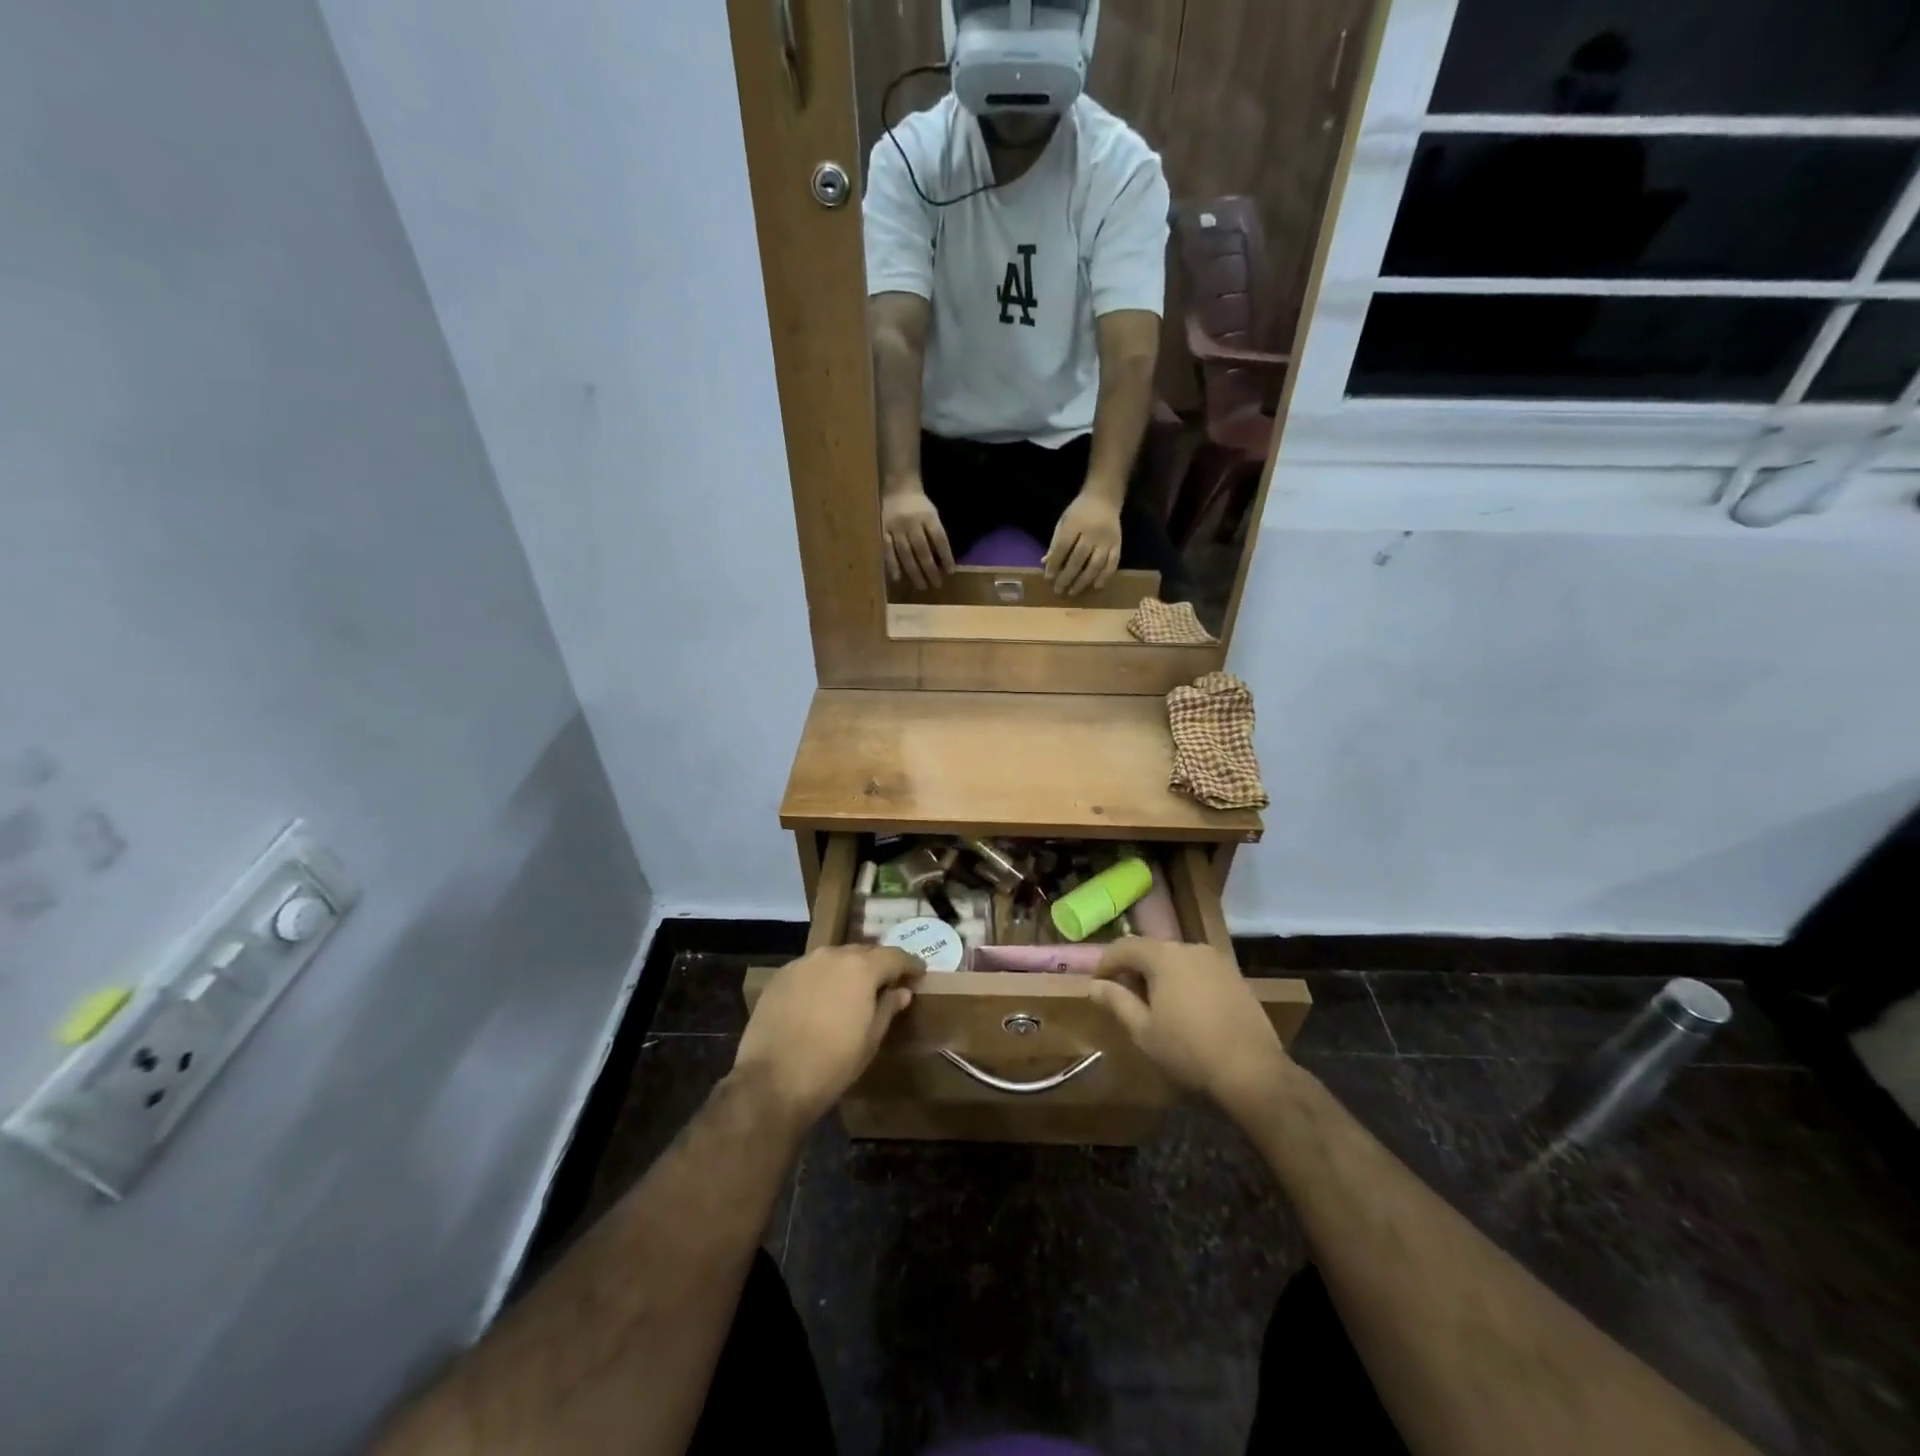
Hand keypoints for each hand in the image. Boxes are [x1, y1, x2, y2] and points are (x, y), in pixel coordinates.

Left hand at [734, 945, 924, 1126]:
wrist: (773, 1080)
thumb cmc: (833, 1063)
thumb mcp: (870, 1039)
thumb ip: (888, 1008)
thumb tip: (902, 991)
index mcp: (861, 968)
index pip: (895, 956)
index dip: (910, 963)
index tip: (919, 972)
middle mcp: (833, 955)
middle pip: (863, 952)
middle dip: (878, 965)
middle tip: (887, 982)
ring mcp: (803, 963)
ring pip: (834, 958)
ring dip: (848, 970)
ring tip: (853, 990)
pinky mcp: (780, 977)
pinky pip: (810, 970)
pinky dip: (822, 978)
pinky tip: (822, 999)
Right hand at [881, 482, 954, 589]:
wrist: (898, 488)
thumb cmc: (919, 506)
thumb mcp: (932, 514)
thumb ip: (936, 535)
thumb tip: (942, 562)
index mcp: (928, 516)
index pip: (939, 538)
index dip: (946, 556)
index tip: (950, 572)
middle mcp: (912, 522)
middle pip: (922, 549)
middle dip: (930, 569)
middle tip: (936, 585)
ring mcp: (896, 527)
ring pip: (905, 552)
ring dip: (914, 571)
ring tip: (921, 586)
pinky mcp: (883, 531)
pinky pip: (887, 550)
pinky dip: (892, 565)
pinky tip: (897, 578)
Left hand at [1044, 491, 1122, 595]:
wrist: (1104, 498)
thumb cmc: (1079, 512)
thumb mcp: (1063, 522)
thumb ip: (1055, 543)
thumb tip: (1046, 564)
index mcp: (1074, 524)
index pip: (1063, 547)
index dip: (1055, 563)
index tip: (1048, 578)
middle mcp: (1092, 533)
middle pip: (1078, 558)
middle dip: (1067, 576)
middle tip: (1059, 590)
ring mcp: (1106, 539)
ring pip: (1096, 564)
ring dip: (1084, 581)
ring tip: (1073, 592)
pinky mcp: (1117, 544)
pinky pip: (1112, 563)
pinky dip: (1105, 576)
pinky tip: (1096, 586)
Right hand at [1089, 940, 1287, 1115]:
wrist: (1253, 1071)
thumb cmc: (1188, 1050)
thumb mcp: (1143, 1030)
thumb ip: (1117, 1001)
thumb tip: (1094, 985)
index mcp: (1163, 956)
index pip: (1124, 946)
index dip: (1106, 962)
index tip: (1098, 984)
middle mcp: (1190, 948)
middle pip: (1152, 950)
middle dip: (1134, 969)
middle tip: (1124, 997)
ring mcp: (1217, 960)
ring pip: (1177, 959)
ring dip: (1160, 975)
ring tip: (1155, 1005)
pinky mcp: (1236, 976)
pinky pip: (1199, 970)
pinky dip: (1184, 981)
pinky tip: (1186, 1009)